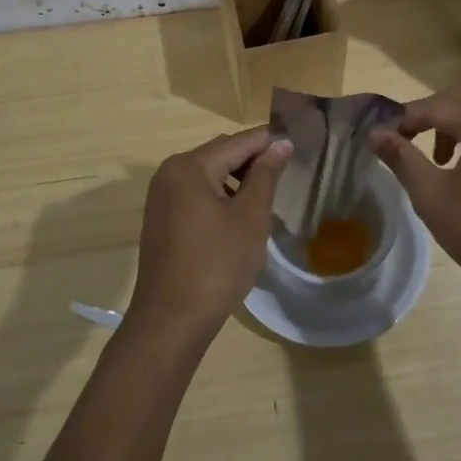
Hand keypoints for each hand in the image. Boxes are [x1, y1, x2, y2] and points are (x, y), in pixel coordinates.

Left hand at [130, 127, 291, 337]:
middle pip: (221, 153)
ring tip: (267, 196)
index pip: (238, 141)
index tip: (299, 144)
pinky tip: (240, 215)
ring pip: (208, 174)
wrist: (171, 320)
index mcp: (190, 166)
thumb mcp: (250, 218)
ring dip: (237, 179)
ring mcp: (162, 195)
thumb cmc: (217, 265)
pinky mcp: (161, 217)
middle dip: (253, 160)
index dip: (270, 141)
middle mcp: (170, 172)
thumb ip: (266, 175)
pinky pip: (196, 193)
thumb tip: (280, 143)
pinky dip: (220, 195)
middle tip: (288, 172)